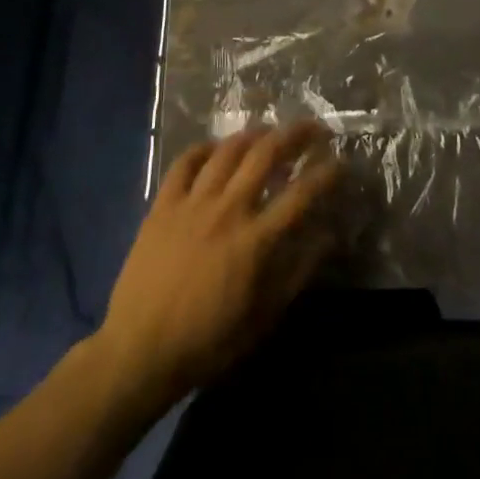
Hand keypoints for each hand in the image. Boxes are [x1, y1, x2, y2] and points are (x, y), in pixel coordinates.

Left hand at [97, 122, 340, 406]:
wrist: (139, 352)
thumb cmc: (207, 342)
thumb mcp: (263, 317)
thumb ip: (298, 273)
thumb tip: (329, 237)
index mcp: (255, 240)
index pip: (301, 194)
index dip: (325, 173)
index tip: (341, 162)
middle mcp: (228, 209)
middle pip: (266, 155)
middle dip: (295, 134)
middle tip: (312, 126)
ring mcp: (192, 202)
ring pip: (228, 150)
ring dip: (253, 135)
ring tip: (268, 131)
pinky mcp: (163, 203)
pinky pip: (185, 162)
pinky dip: (203, 148)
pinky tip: (215, 148)